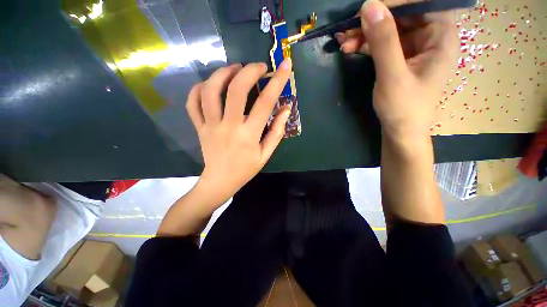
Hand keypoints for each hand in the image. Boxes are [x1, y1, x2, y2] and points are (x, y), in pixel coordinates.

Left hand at [186, 60, 292, 205]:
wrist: (220, 181)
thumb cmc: (246, 169)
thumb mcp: (266, 154)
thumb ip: (277, 131)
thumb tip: (285, 109)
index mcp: (249, 135)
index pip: (265, 103)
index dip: (277, 81)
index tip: (285, 65)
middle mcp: (229, 126)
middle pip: (236, 90)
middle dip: (249, 71)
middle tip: (258, 67)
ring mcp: (210, 125)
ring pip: (210, 91)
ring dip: (223, 73)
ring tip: (235, 68)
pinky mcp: (199, 127)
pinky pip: (193, 103)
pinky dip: (199, 88)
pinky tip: (211, 85)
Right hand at [336, 0, 456, 138]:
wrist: (400, 132)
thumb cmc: (403, 108)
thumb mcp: (393, 75)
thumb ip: (383, 41)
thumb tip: (369, 6)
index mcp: (441, 36)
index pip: (421, 4)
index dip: (395, 3)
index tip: (366, 10)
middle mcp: (430, 37)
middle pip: (402, 16)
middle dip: (374, 21)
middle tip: (348, 29)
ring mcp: (414, 48)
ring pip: (389, 30)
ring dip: (365, 34)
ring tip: (343, 42)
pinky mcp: (400, 59)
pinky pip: (383, 44)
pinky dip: (366, 45)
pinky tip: (351, 48)